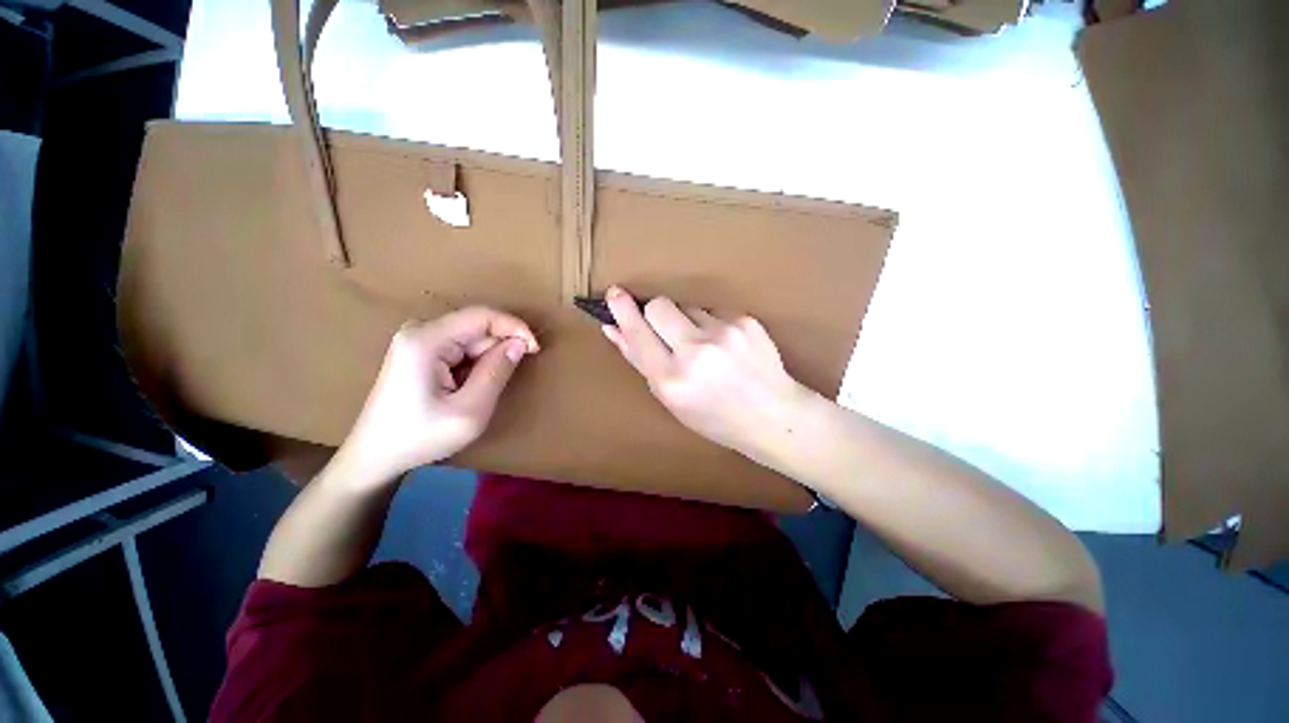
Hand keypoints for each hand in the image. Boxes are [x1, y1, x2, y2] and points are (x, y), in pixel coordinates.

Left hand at [340, 307, 538, 484]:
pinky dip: (475, 365)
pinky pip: (460, 348)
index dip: (514, 327)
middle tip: (506, 381)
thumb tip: (520, 344)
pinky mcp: (419, 351)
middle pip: (476, 327)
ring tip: (482, 390)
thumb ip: (497, 372)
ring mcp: (417, 339)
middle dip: (499, 349)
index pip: (482, 316)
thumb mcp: (470, 411)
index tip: (536, 349)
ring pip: (471, 338)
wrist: (375, 456)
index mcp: (426, 340)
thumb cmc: (420, 437)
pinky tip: (468, 388)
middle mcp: (420, 330)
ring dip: (487, 360)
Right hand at [600, 286, 814, 464]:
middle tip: (667, 331)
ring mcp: (724, 332)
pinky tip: (725, 346)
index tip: (614, 293)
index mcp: (672, 379)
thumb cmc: (714, 417)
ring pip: (687, 306)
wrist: (773, 415)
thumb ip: (641, 361)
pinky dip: (711, 324)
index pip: (638, 333)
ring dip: (686, 321)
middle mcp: (696, 351)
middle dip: (655, 313)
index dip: (623, 311)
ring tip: (705, 348)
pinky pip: (713, 310)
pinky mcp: (745, 320)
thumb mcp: (671, 399)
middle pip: (659, 305)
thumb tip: (614, 329)